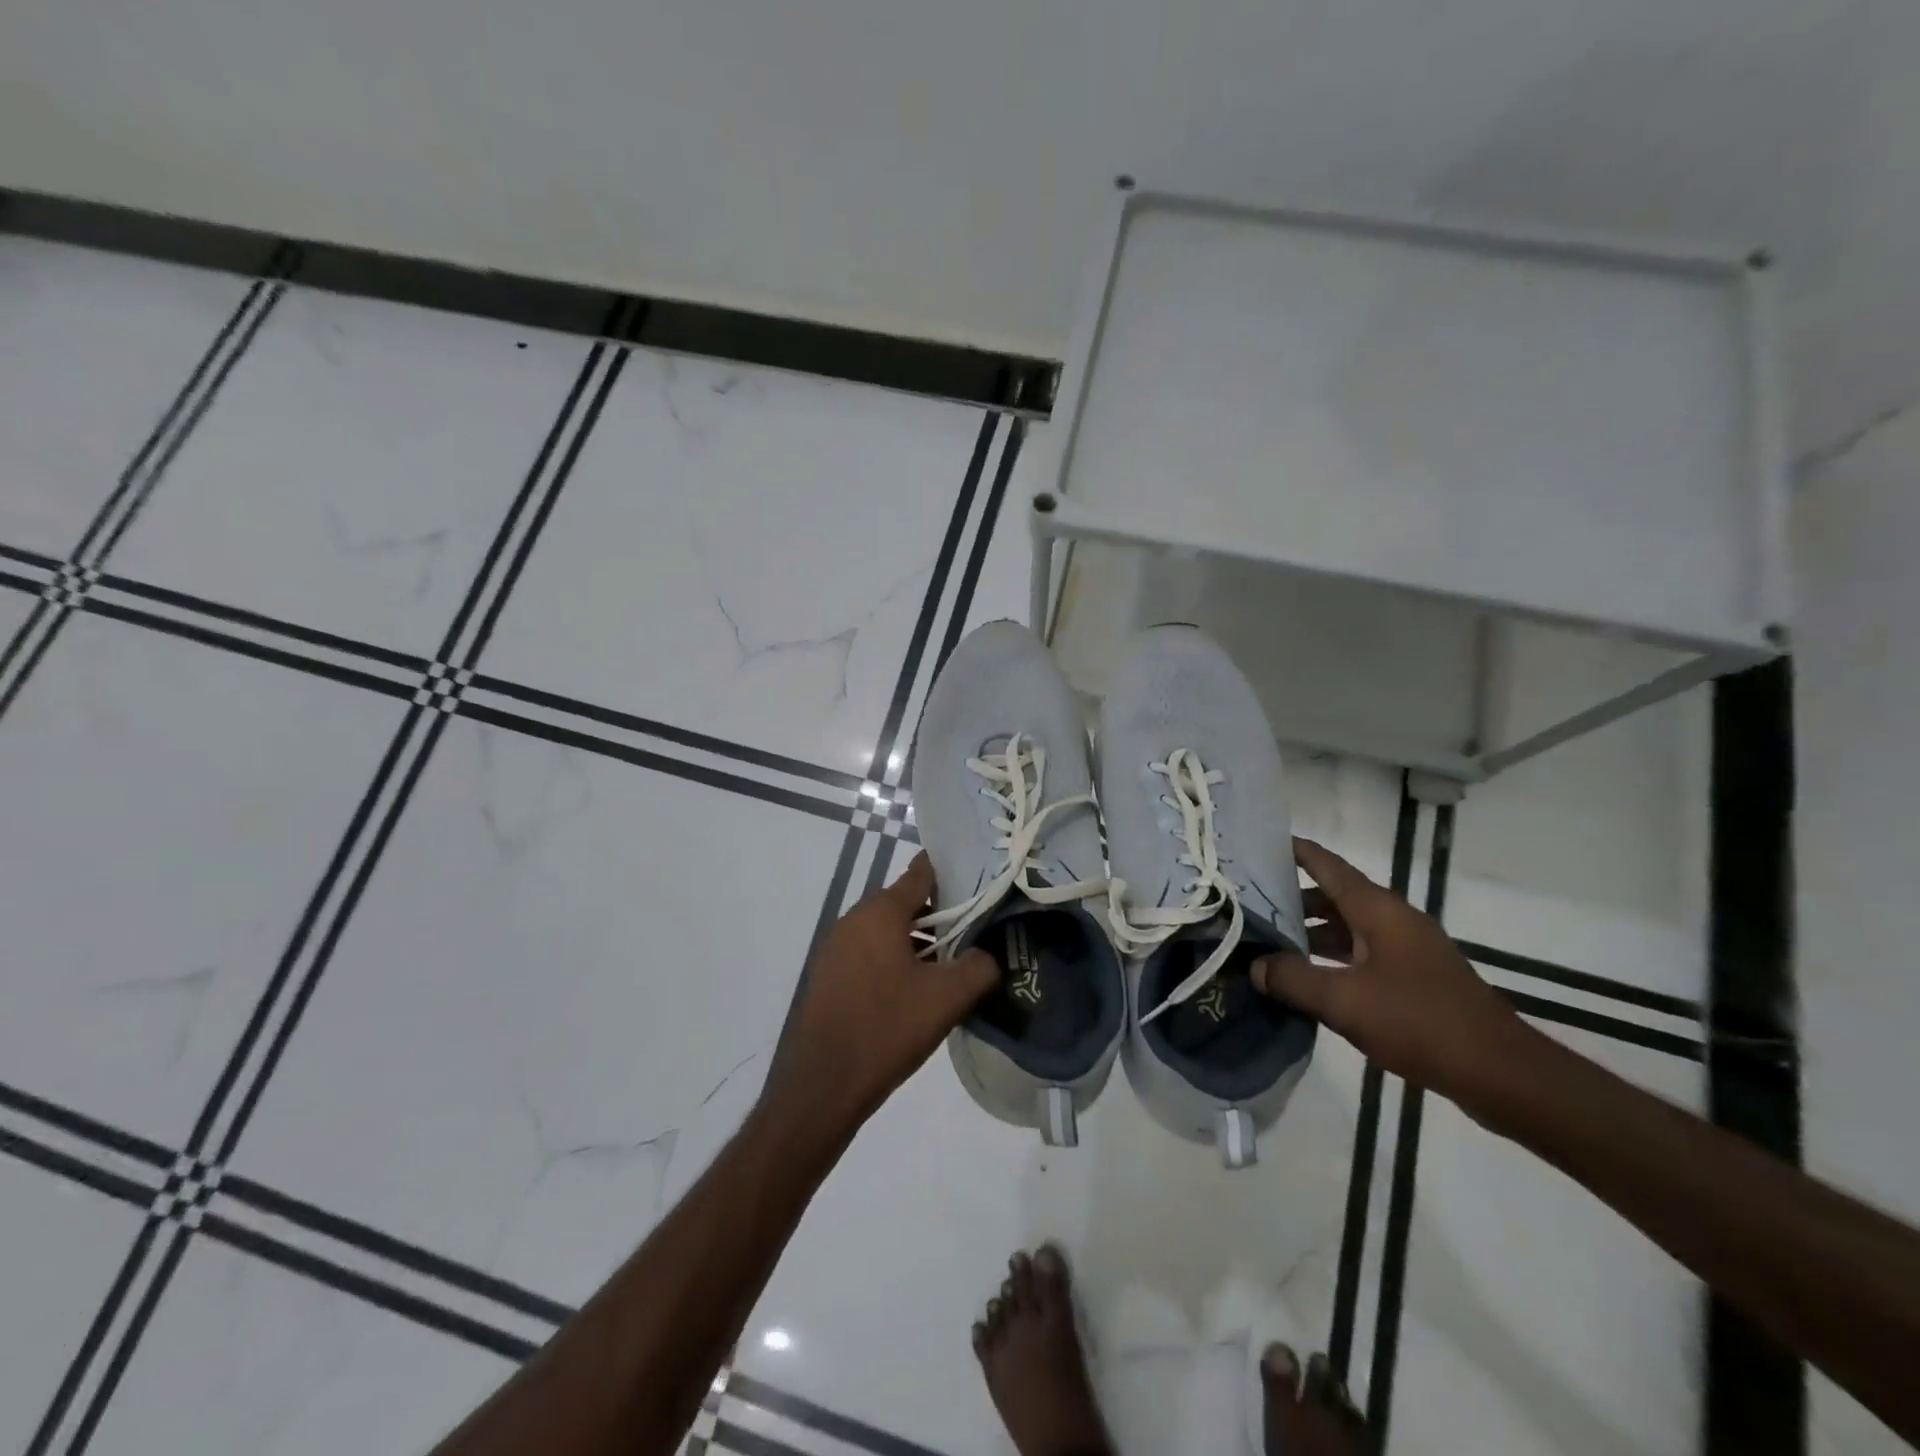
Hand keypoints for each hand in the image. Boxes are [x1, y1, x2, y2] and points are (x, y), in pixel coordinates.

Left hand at [765, 853, 997, 1134]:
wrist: (823, 1085)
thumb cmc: (887, 1028)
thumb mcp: (947, 998)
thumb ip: (979, 967)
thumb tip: (989, 955)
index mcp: (880, 912)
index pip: (921, 873)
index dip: (953, 873)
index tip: (981, 883)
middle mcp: (853, 919)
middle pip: (905, 902)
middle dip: (940, 914)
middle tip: (974, 932)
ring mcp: (836, 948)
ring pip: (887, 930)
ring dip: (918, 941)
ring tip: (949, 966)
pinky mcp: (829, 975)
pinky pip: (869, 952)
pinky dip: (894, 959)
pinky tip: (915, 990)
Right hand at [1253, 837, 1529, 1102]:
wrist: (1501, 1073)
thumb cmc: (1420, 1022)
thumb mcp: (1344, 1001)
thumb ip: (1293, 979)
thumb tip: (1254, 965)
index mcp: (1378, 910)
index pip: (1327, 865)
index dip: (1293, 851)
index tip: (1255, 846)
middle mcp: (1393, 920)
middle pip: (1334, 896)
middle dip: (1291, 898)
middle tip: (1247, 903)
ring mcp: (1407, 950)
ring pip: (1348, 928)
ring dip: (1310, 932)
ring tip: (1267, 942)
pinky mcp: (1415, 979)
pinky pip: (1362, 955)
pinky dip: (1331, 958)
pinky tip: (1308, 979)